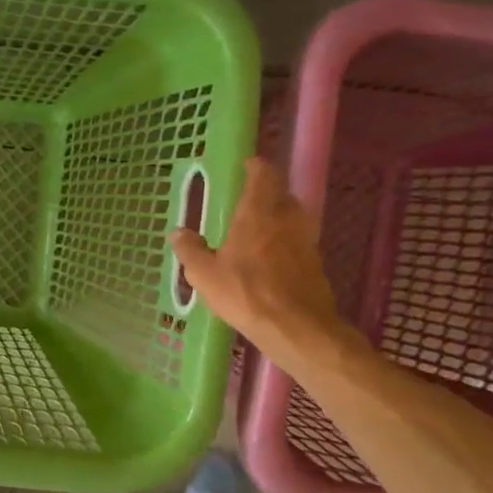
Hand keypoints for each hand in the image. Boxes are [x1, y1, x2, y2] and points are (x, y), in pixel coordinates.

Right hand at [169, 157, 346, 364]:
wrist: (296, 326)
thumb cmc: (245, 293)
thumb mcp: (204, 274)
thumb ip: (190, 250)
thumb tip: (177, 231)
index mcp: (257, 213)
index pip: (263, 175)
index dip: (256, 167)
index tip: (246, 165)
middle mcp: (285, 218)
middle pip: (281, 192)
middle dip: (267, 190)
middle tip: (247, 198)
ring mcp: (305, 239)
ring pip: (293, 215)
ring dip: (278, 214)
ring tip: (259, 226)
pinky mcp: (315, 261)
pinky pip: (299, 238)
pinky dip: (285, 239)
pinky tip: (272, 255)